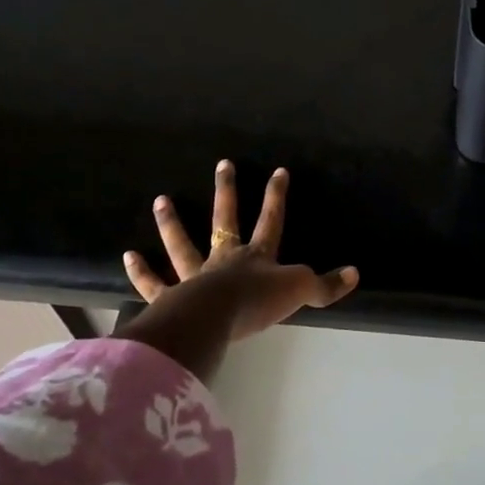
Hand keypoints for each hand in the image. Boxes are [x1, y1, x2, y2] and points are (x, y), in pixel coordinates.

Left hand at [123, 161, 358, 340]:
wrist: (215, 320)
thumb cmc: (258, 303)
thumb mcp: (300, 291)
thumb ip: (325, 285)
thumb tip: (355, 274)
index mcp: (257, 256)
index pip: (271, 220)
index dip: (276, 196)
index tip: (279, 171)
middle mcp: (225, 259)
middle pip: (225, 219)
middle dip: (227, 192)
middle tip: (222, 164)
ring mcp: (195, 276)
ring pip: (182, 244)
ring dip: (172, 223)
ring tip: (160, 199)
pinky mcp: (171, 298)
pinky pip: (154, 284)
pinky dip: (141, 272)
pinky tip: (128, 256)